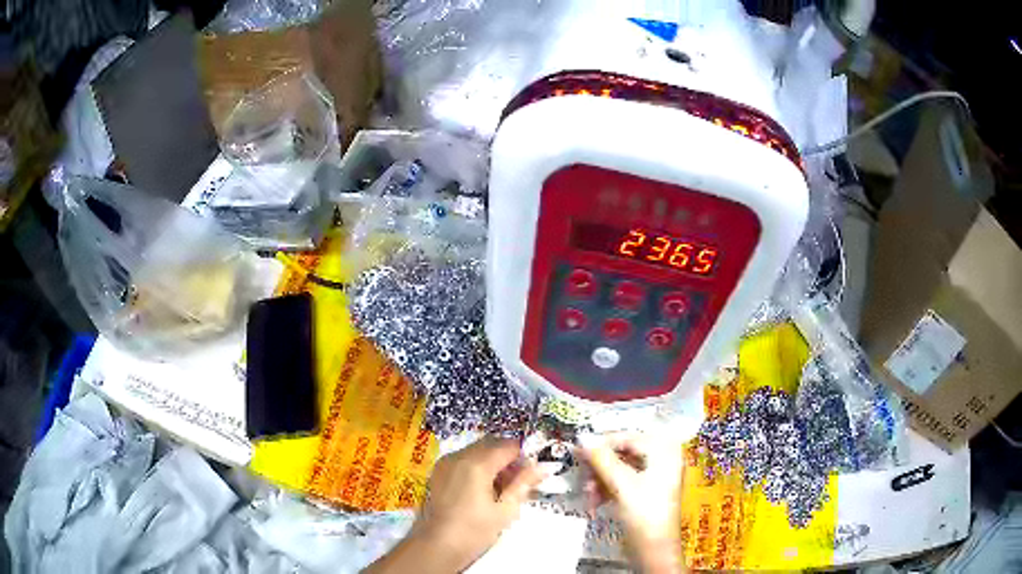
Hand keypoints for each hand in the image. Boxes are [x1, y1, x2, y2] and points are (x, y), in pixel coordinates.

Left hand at [366, 436, 548, 573]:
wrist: (436, 546)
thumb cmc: (473, 531)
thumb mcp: (505, 510)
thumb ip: (523, 484)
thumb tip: (541, 467)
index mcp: (477, 464)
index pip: (508, 446)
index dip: (524, 456)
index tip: (533, 472)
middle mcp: (458, 457)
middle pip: (491, 445)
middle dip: (508, 458)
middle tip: (520, 481)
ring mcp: (445, 463)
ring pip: (476, 451)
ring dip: (493, 462)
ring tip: (503, 488)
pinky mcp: (437, 472)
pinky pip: (463, 460)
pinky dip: (477, 467)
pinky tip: (483, 490)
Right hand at [579, 432, 686, 573]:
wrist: (654, 550)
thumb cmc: (644, 513)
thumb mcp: (622, 484)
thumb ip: (602, 459)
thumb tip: (582, 436)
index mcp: (665, 451)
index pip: (629, 437)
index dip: (602, 443)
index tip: (577, 449)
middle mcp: (663, 458)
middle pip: (625, 452)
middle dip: (600, 466)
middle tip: (582, 475)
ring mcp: (655, 476)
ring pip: (621, 468)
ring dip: (601, 479)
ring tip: (588, 494)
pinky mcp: (647, 492)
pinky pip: (624, 482)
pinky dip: (608, 489)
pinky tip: (595, 502)